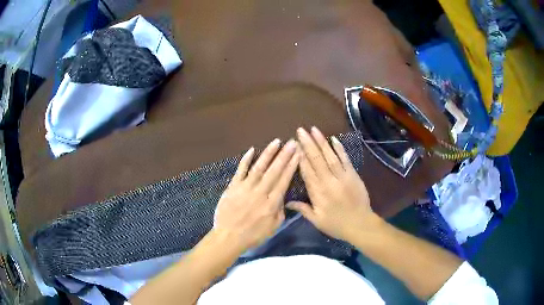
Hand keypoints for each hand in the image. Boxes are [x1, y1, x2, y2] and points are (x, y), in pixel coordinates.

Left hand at [213, 139, 299, 252]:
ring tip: (277, 142)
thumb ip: (280, 211)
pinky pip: (240, 170)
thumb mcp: (273, 227)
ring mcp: (245, 188)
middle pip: (274, 170)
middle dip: (284, 155)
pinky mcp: (233, 186)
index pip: (284, 180)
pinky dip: (245, 160)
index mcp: (271, 203)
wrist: (228, 237)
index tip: (298, 154)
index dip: (292, 166)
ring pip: (259, 167)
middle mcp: (260, 192)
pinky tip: (252, 149)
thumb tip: (283, 197)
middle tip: (292, 142)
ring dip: (268, 153)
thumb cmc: (253, 235)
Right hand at [287, 127, 378, 241]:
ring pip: (330, 156)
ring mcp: (342, 177)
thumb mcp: (317, 221)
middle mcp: (328, 182)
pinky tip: (333, 139)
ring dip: (321, 142)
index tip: (294, 144)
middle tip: (300, 130)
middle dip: (308, 144)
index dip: (300, 157)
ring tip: (314, 130)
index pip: (306, 171)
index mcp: (317, 193)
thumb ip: (303, 209)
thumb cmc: (336, 225)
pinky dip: (340, 149)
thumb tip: (287, 202)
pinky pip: (345, 160)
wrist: (360, 225)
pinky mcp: (353, 175)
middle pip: (316, 160)